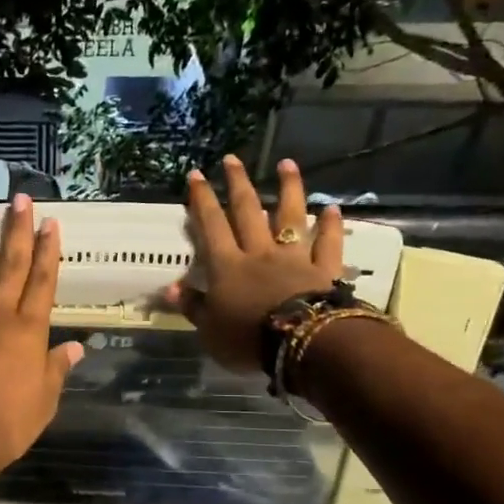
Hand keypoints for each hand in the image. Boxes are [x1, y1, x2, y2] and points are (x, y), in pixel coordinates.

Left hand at [0, 194, 83, 477]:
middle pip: (10, 264)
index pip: (43, 281)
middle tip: (21, 199)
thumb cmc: (7, 424)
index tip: (52, 224)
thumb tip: (77, 347)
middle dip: (18, 230)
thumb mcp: (45, 401)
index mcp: (29, 330)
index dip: (48, 251)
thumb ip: (57, 369)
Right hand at [164, 155, 344, 373]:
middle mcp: (259, 253)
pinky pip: (328, 244)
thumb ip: (192, 306)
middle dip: (237, 183)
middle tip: (232, 159)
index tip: (196, 175)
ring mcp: (295, 258)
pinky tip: (332, 208)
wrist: (302, 343)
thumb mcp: (208, 329)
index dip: (202, 200)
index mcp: (227, 266)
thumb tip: (171, 288)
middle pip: (247, 211)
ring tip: (288, 164)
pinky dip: (331, 226)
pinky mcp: (324, 270)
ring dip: (289, 189)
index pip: (211, 226)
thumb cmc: (247, 338)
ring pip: (291, 217)